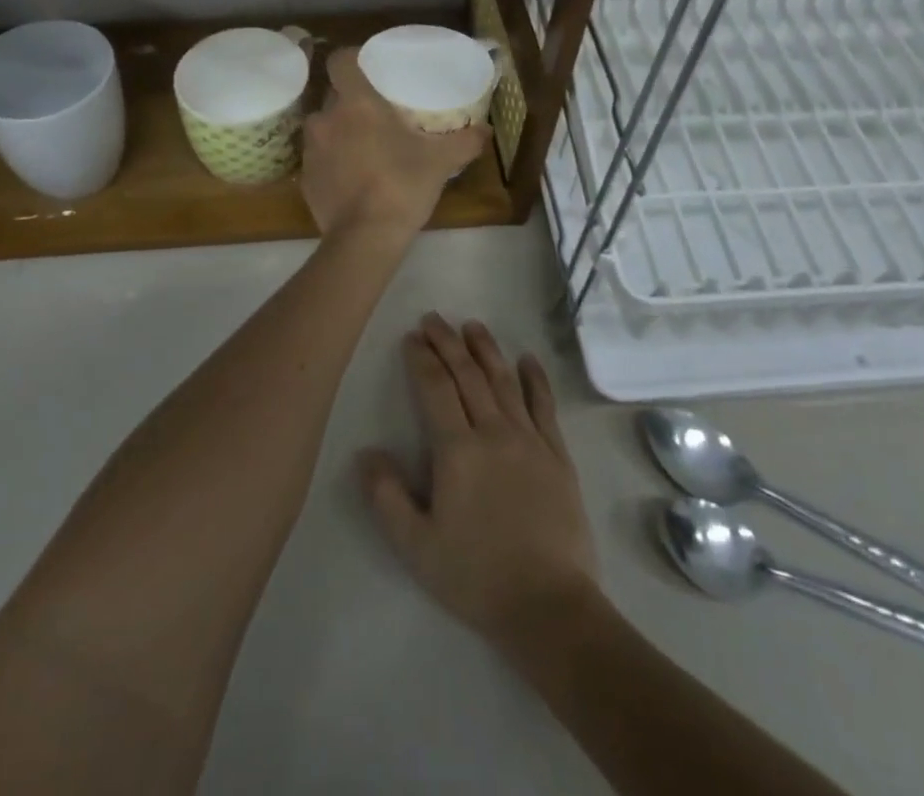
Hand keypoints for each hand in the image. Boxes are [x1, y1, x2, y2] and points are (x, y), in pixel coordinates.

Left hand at [300, 48, 487, 240]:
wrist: (364, 238)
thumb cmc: (402, 185)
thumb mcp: (441, 161)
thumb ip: (464, 141)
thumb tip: (486, 130)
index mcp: (356, 103)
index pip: (340, 61)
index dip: (351, 59)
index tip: (368, 68)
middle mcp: (326, 119)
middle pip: (333, 96)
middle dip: (351, 102)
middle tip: (377, 114)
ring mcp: (310, 150)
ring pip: (324, 128)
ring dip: (340, 133)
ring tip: (364, 148)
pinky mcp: (304, 179)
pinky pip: (319, 160)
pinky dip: (332, 163)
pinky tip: (353, 179)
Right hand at [360, 315, 598, 649]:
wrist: (549, 605)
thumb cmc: (476, 576)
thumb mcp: (416, 546)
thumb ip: (387, 496)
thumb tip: (366, 452)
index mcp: (457, 450)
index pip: (435, 389)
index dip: (422, 359)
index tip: (412, 337)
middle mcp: (494, 432)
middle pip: (468, 375)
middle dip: (448, 343)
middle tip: (434, 319)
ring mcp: (530, 440)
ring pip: (504, 381)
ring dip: (486, 349)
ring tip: (472, 325)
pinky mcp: (557, 454)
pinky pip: (545, 405)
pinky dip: (536, 378)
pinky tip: (528, 359)